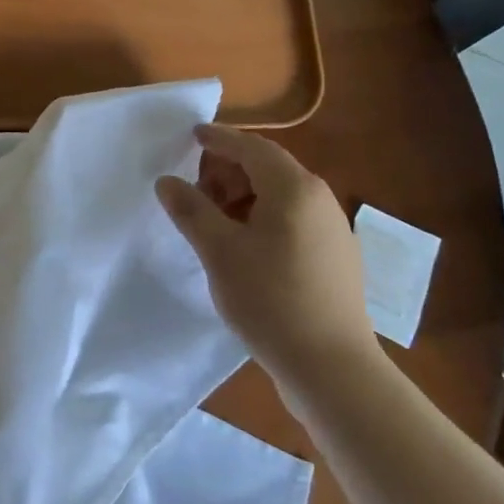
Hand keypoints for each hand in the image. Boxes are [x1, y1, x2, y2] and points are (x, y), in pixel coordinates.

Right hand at [156, 125, 375, 381]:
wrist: (332, 367)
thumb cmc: (270, 299)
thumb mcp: (219, 252)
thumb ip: (191, 210)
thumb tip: (167, 181)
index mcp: (294, 188)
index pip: (251, 147)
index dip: (219, 139)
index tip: (192, 136)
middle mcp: (319, 198)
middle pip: (268, 168)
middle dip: (228, 172)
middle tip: (194, 191)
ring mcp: (333, 228)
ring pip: (281, 195)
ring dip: (244, 197)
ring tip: (214, 223)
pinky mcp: (337, 257)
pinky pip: (294, 219)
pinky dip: (263, 218)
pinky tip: (245, 248)